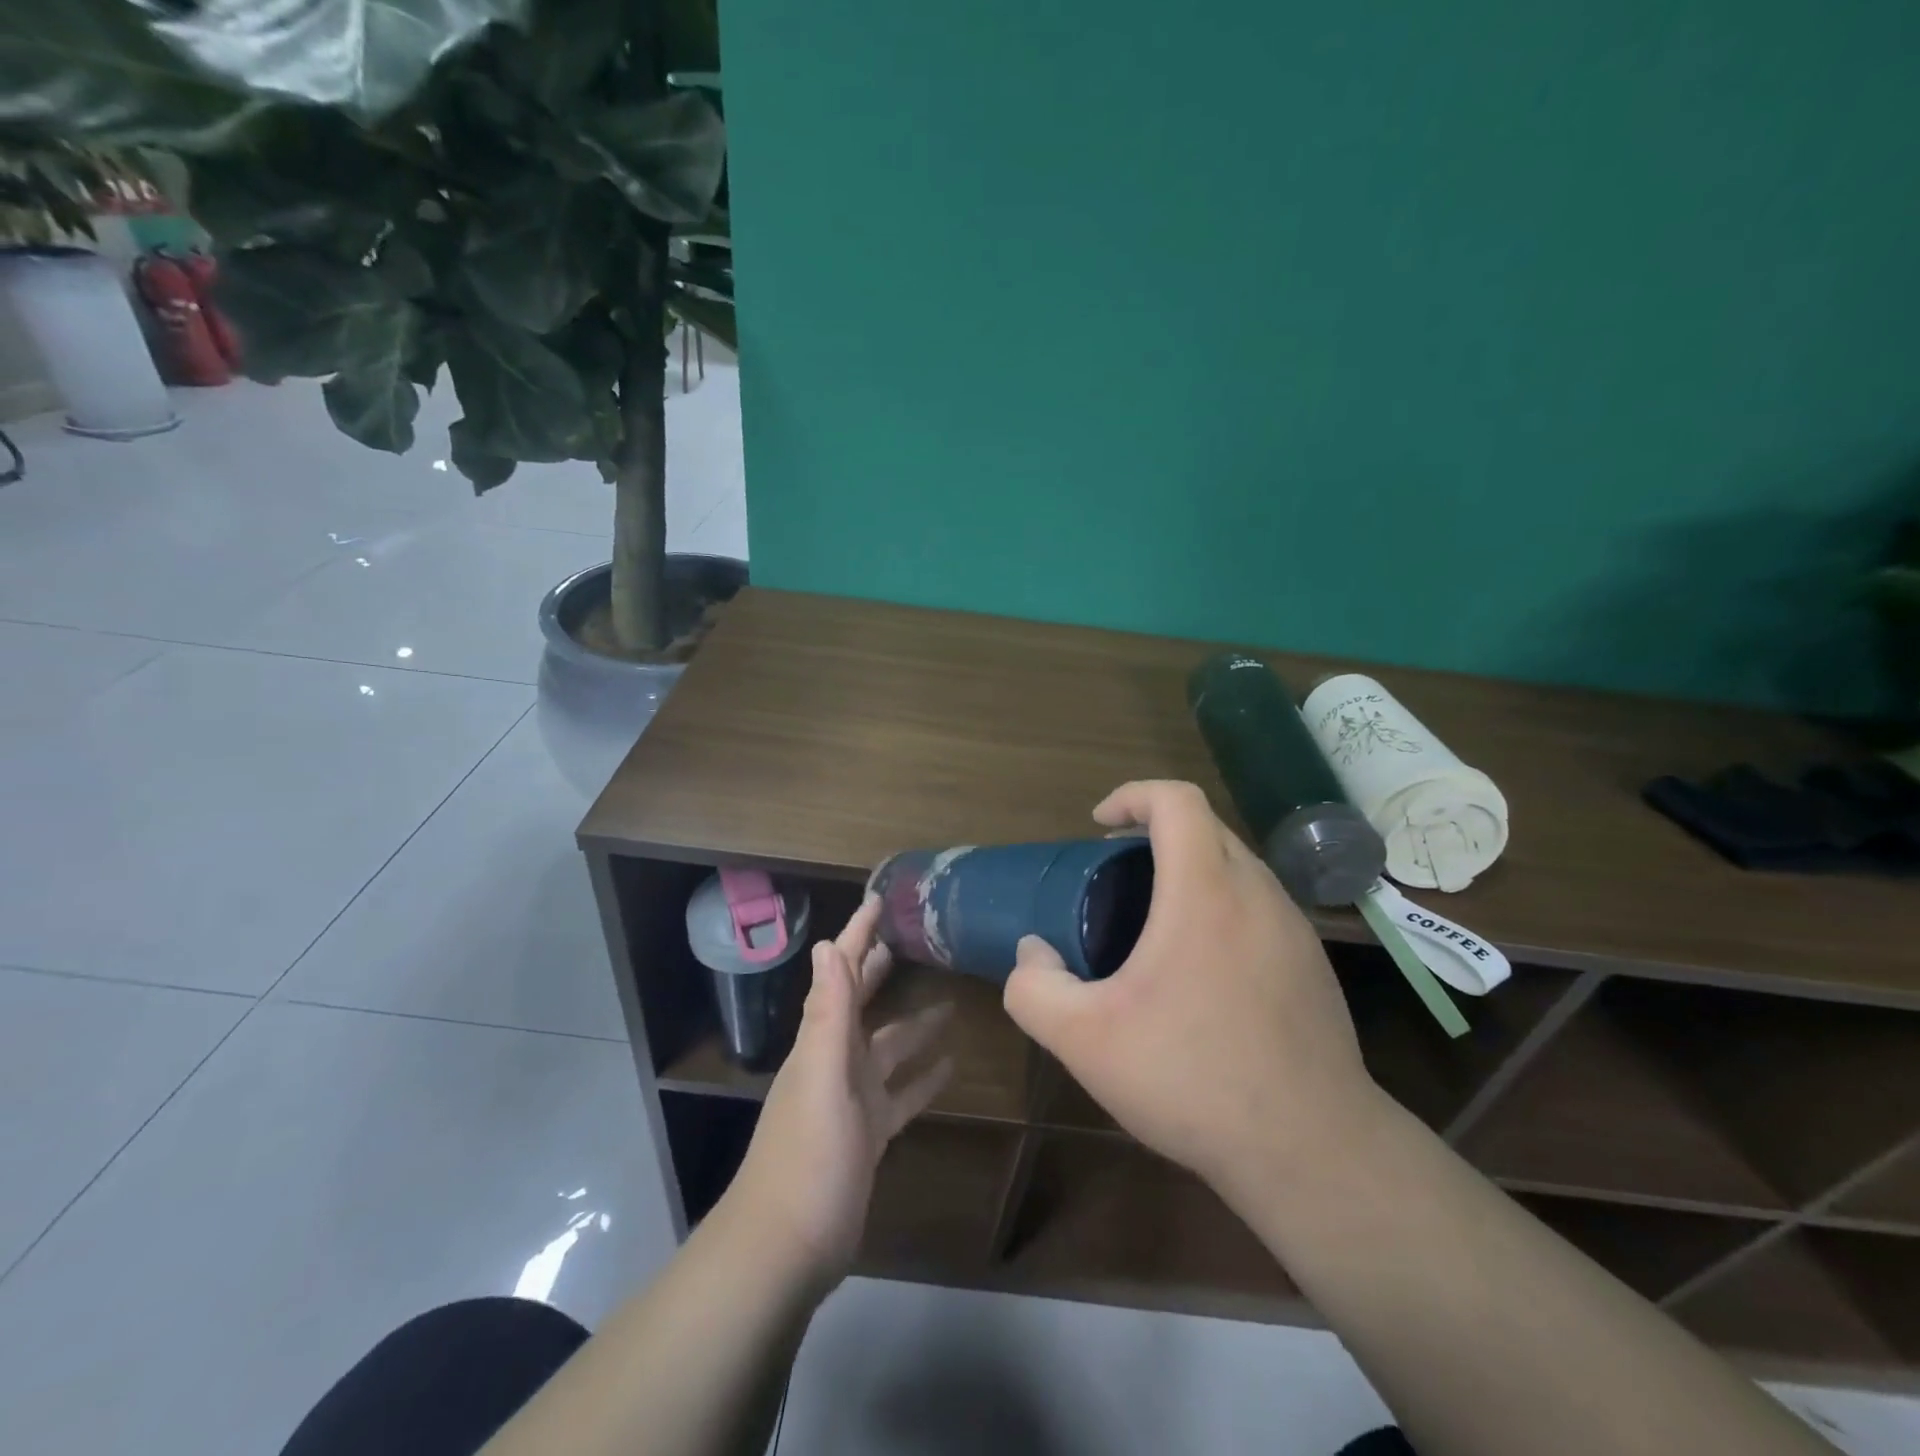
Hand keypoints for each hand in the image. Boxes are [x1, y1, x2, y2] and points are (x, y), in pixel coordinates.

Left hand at [727, 895, 953, 1283]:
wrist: (787, 1248)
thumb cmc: (808, 1157)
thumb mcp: (821, 1078)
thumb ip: (828, 1013)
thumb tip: (826, 945)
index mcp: (822, 1040)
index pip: (840, 972)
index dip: (857, 934)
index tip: (878, 900)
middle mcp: (835, 1060)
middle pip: (861, 1002)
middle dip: (881, 968)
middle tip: (912, 938)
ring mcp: (852, 1099)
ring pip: (889, 1047)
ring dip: (914, 1025)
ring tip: (950, 1002)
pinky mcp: (869, 1134)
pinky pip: (901, 1093)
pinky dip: (923, 1077)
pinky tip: (951, 1066)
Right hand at [1003, 780, 1383, 1201]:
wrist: (1312, 1150)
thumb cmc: (1192, 1078)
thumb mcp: (1084, 1040)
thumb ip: (1034, 988)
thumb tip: (1034, 952)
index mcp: (1205, 890)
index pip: (1176, 800)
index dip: (1132, 795)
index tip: (1098, 825)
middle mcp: (1258, 892)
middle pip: (1206, 827)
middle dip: (1154, 833)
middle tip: (1115, 875)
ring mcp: (1295, 928)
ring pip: (1236, 866)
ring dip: (1190, 870)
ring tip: (1152, 921)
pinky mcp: (1313, 964)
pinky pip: (1258, 906)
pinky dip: (1220, 906)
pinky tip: (1199, 971)